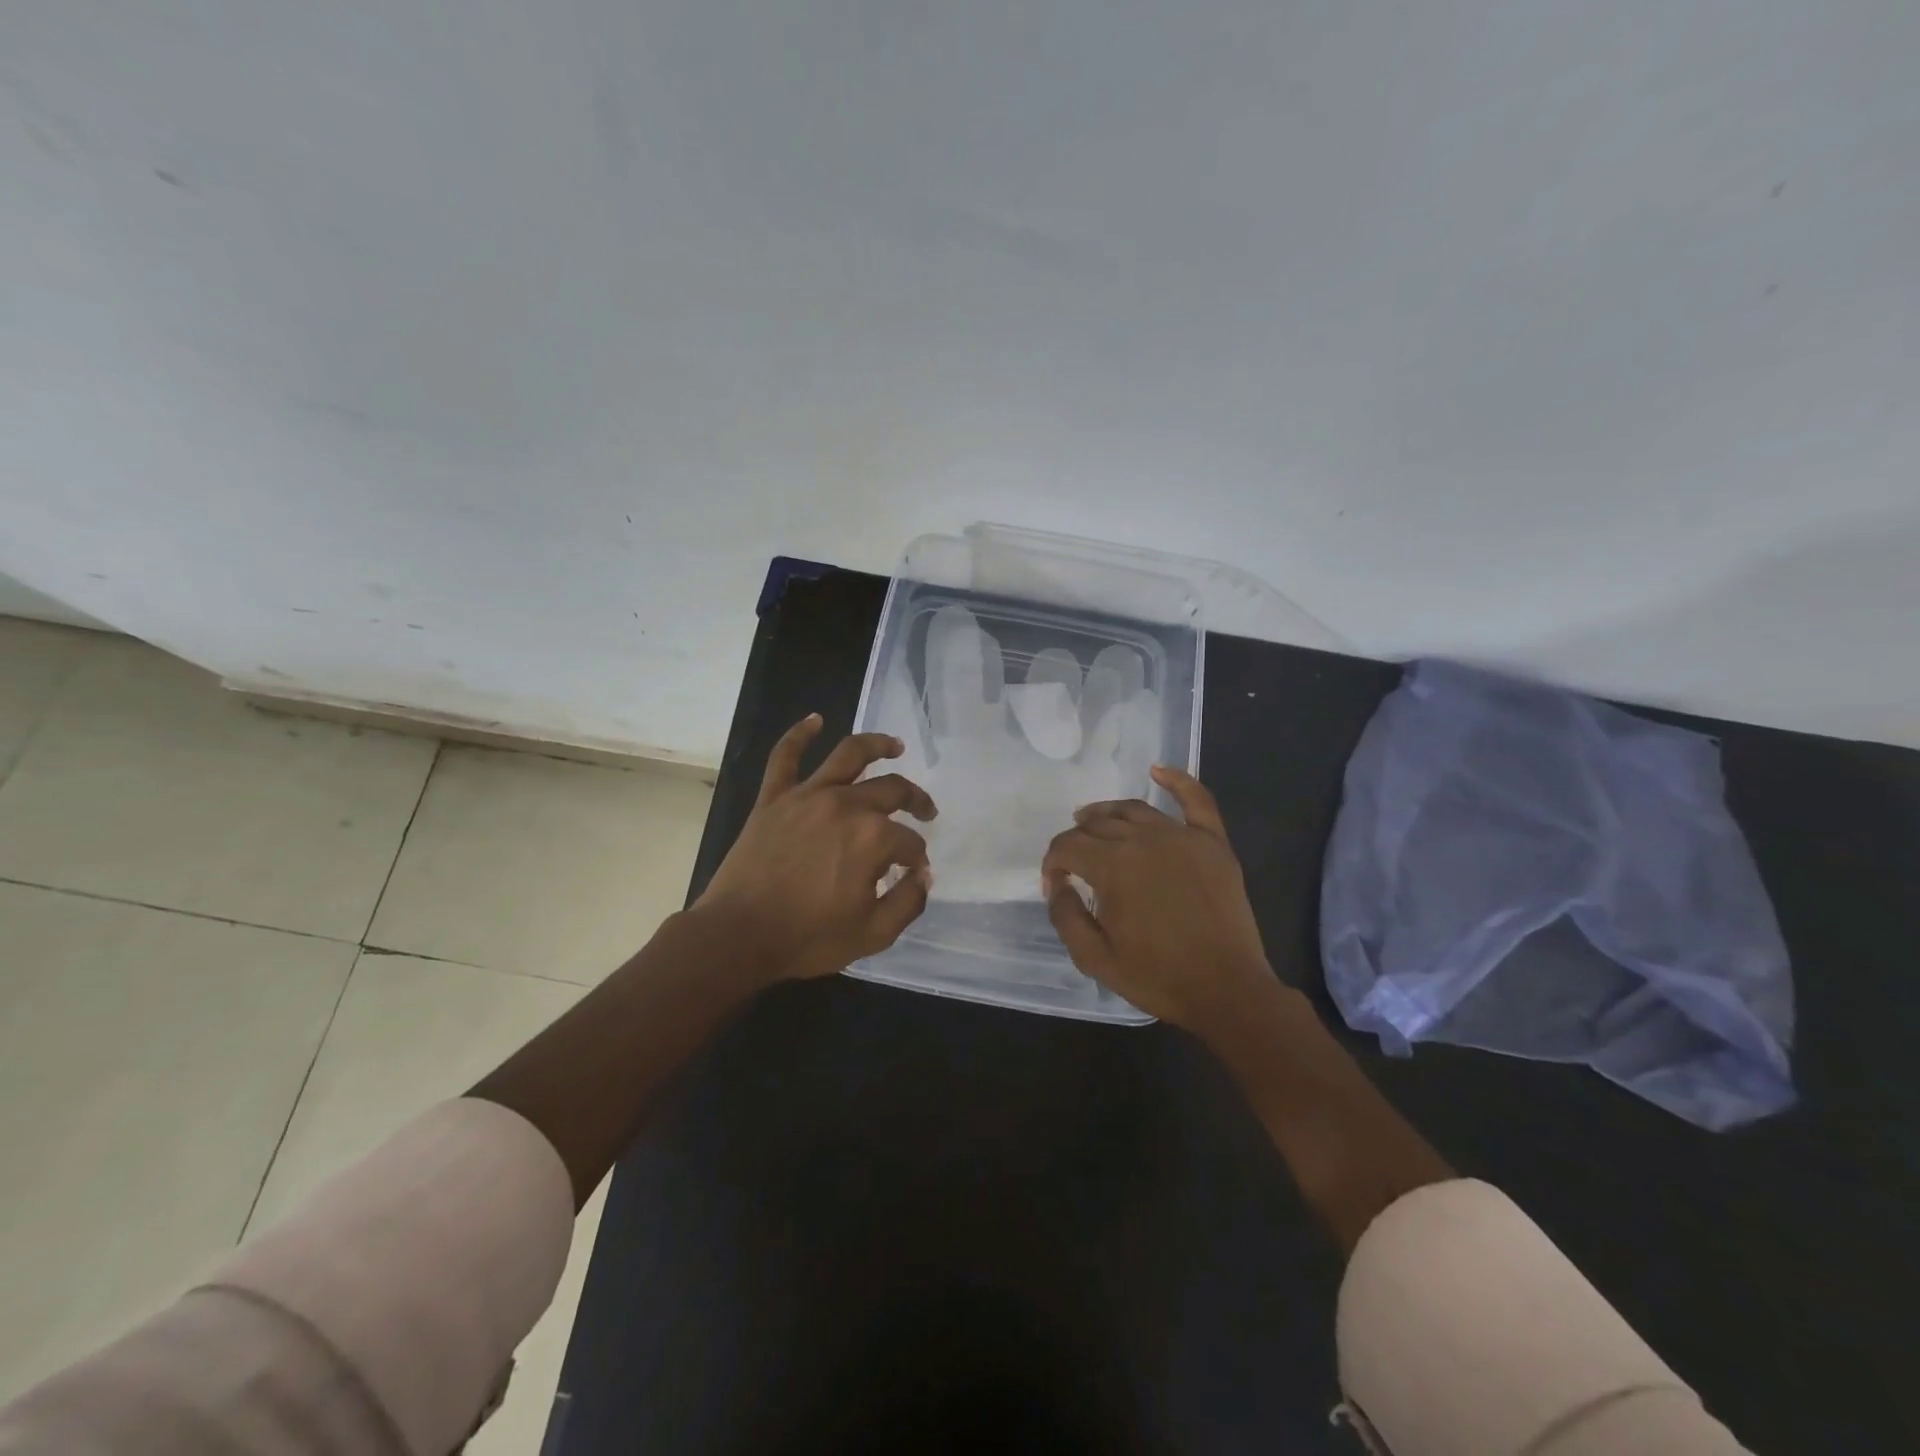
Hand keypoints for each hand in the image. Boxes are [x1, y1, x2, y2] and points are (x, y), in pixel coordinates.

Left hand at [696, 714, 937, 981]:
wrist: (738, 936)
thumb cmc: (808, 937)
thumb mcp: (873, 934)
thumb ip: (908, 902)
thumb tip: (924, 875)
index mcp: (873, 837)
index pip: (909, 841)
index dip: (917, 857)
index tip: (915, 873)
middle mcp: (845, 805)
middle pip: (892, 790)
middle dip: (915, 800)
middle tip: (925, 811)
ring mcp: (807, 795)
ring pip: (849, 754)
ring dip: (877, 744)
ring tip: (895, 745)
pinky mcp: (774, 797)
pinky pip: (785, 756)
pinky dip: (800, 734)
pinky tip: (814, 720)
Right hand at [1041, 765, 1273, 1034]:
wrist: (1227, 991)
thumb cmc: (1157, 977)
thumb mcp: (1095, 958)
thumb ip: (1065, 917)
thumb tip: (1057, 885)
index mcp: (1112, 866)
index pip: (1068, 846)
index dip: (1053, 863)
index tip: (1054, 886)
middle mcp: (1144, 840)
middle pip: (1098, 824)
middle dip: (1077, 839)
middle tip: (1074, 861)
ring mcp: (1183, 837)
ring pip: (1134, 810)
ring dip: (1107, 812)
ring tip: (1094, 821)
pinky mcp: (1213, 843)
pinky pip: (1196, 800)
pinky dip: (1176, 780)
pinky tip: (1157, 770)